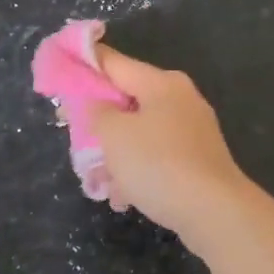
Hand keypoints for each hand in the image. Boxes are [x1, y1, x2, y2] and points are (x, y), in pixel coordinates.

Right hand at [83, 46, 255, 248]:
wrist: (214, 211)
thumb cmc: (158, 164)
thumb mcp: (113, 134)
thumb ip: (96, 111)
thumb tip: (97, 104)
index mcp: (161, 83)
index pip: (114, 63)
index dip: (84, 65)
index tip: (58, 73)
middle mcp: (180, 99)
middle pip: (127, 100)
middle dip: (98, 122)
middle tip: (73, 139)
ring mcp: (192, 130)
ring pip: (140, 133)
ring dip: (115, 154)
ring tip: (97, 181)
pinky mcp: (197, 160)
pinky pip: (157, 157)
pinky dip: (138, 172)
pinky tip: (123, 197)